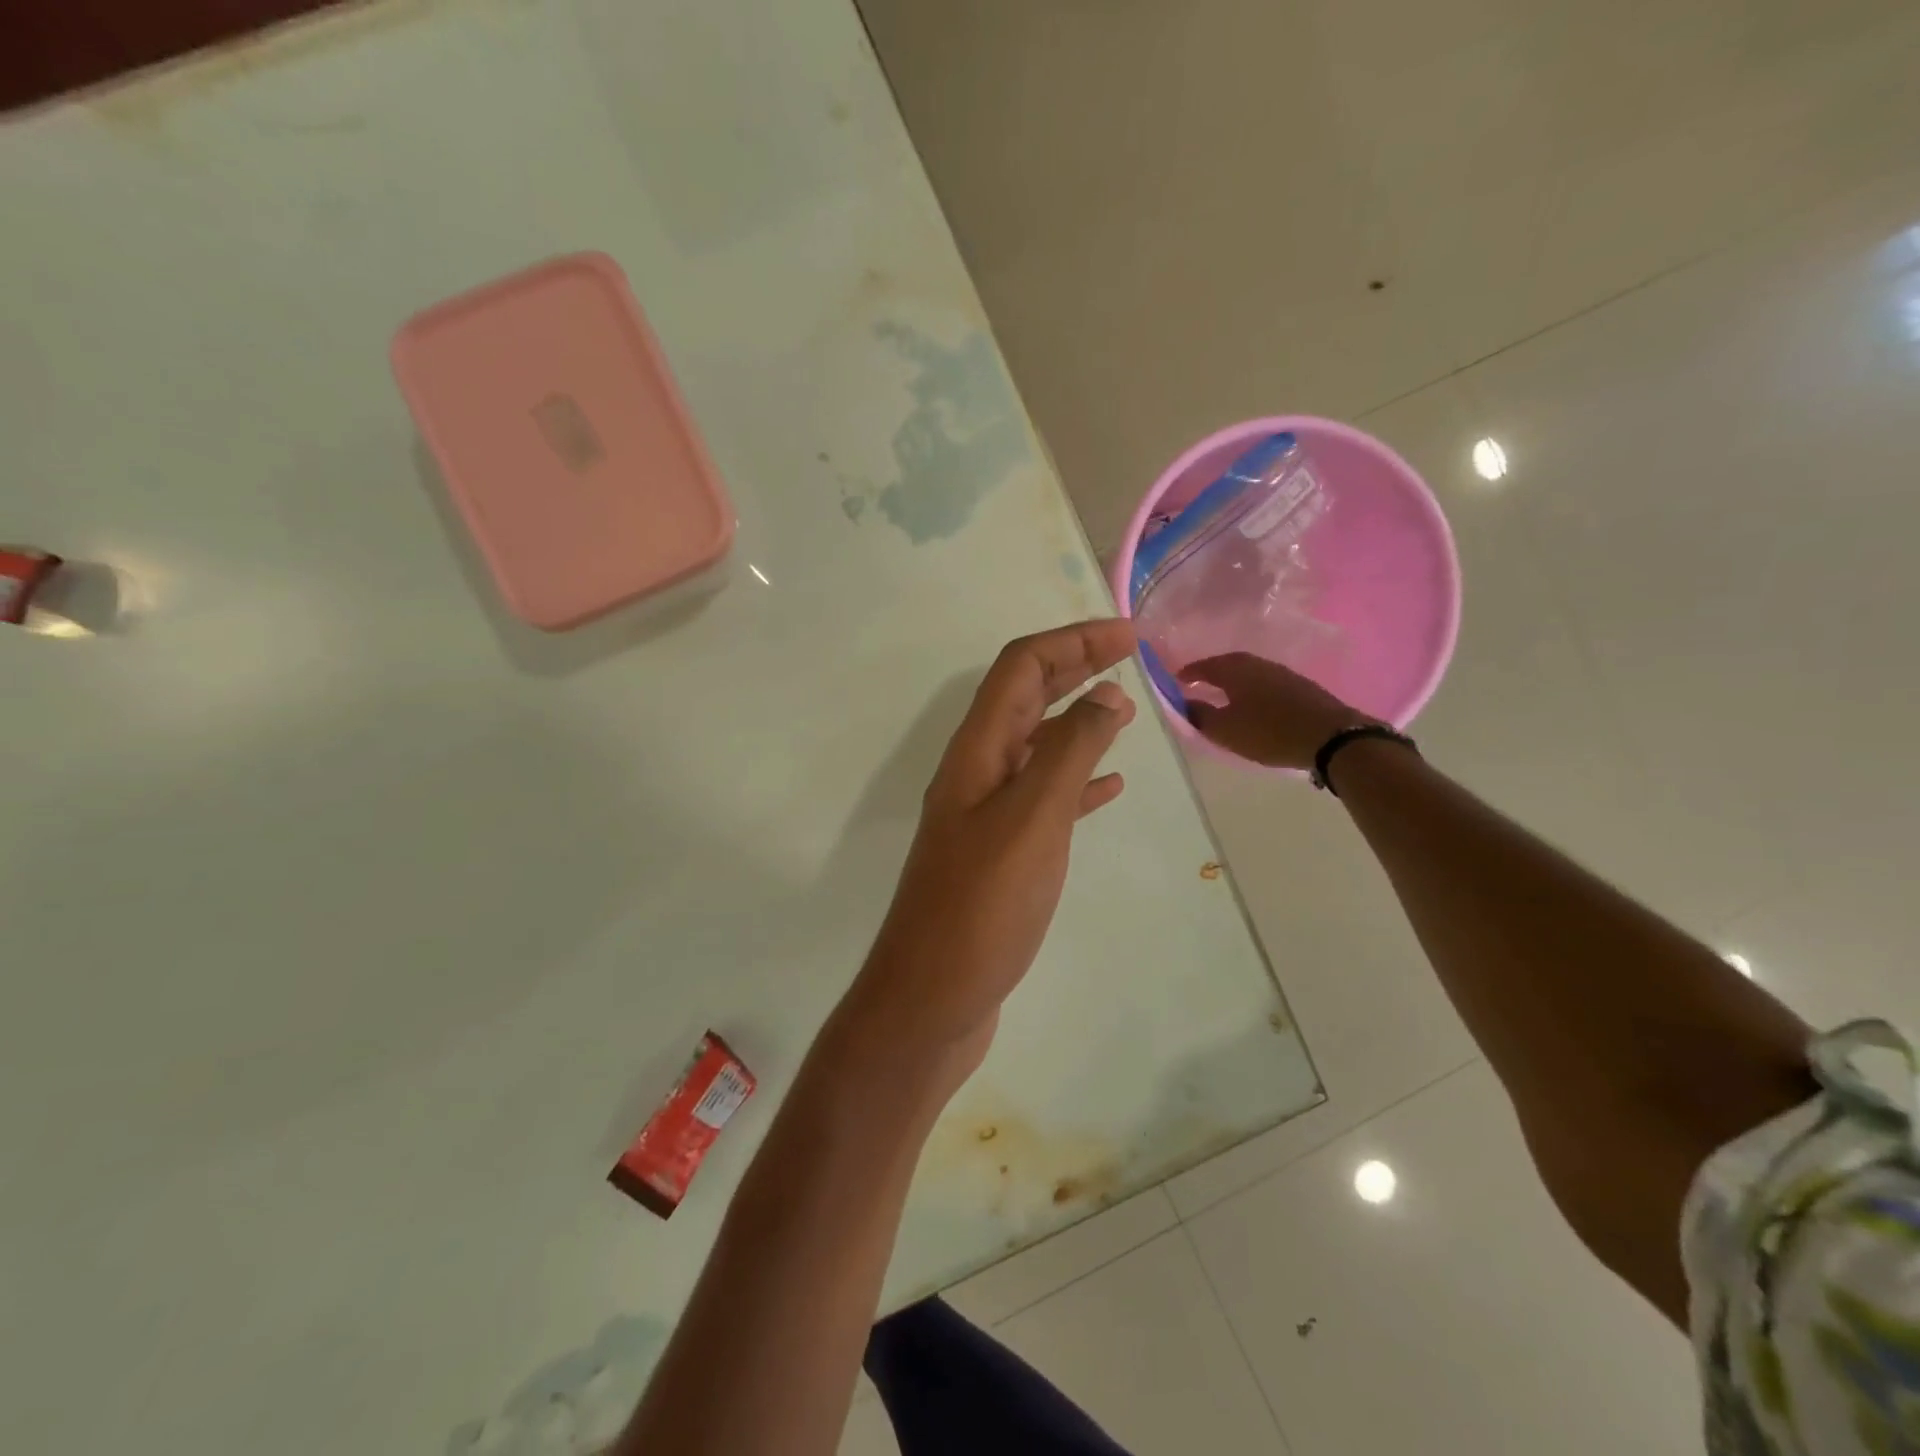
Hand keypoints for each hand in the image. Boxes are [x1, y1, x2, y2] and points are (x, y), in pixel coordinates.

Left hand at [850, 621, 1137, 1077]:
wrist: (932, 998)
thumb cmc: (981, 908)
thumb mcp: (1031, 820)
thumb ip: (1069, 753)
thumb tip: (1106, 696)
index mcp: (977, 752)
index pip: (1020, 668)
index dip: (1072, 641)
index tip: (1127, 636)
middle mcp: (977, 772)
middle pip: (1025, 697)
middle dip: (1073, 667)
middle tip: (1128, 655)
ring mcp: (986, 814)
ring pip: (1036, 746)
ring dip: (1077, 720)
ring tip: (1124, 711)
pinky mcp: (1000, 853)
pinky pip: (1043, 798)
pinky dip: (1076, 781)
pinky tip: (1108, 789)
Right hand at [1182, 652, 1373, 769]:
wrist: (1331, 736)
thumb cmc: (1269, 732)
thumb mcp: (1226, 730)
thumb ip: (1200, 716)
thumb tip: (1184, 703)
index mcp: (1235, 670)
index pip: (1204, 666)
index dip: (1189, 673)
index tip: (1175, 680)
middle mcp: (1257, 664)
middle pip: (1228, 664)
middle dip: (1211, 673)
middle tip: (1197, 684)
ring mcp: (1282, 673)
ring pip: (1248, 672)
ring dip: (1232, 681)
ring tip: (1222, 695)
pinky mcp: (1299, 687)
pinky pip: (1265, 682)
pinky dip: (1251, 689)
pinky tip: (1252, 703)